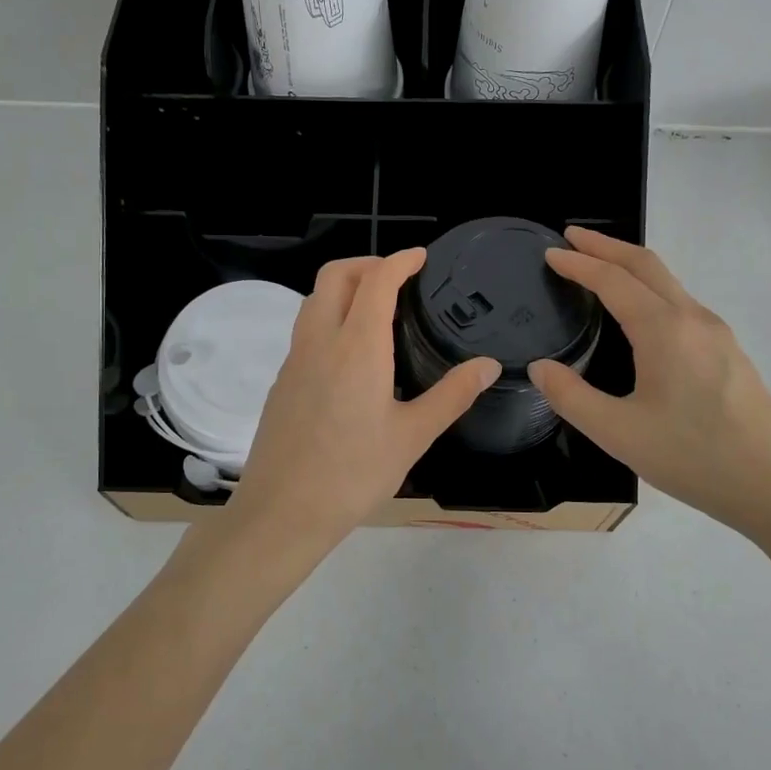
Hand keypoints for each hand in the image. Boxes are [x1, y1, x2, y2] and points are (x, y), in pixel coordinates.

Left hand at [229, 250, 498, 559]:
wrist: (283, 512)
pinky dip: (328, 318)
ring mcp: (294, 360)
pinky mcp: (281, 382)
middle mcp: (320, 341)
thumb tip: (489, 365)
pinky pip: (304, 331)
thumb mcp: (413, 436)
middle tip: (398, 278)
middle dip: (366, 264)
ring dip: (342, 289)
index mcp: (357, 346)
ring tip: (375, 310)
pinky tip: (349, 355)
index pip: (376, 280)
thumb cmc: (354, 473)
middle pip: (334, 276)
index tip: (421, 257)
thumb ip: (452, 395)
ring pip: (313, 300)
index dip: (400, 260)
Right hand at [527, 227, 770, 540]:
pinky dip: (650, 289)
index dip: (578, 263)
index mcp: (665, 330)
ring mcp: (717, 334)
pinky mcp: (729, 352)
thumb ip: (571, 397)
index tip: (550, 253)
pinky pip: (681, 303)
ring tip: (599, 268)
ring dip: (631, 266)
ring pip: (668, 282)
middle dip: (607, 246)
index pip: (613, 280)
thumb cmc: (694, 458)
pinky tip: (640, 314)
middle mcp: (693, 319)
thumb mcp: (618, 433)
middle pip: (646, 265)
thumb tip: (540, 368)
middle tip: (572, 238)